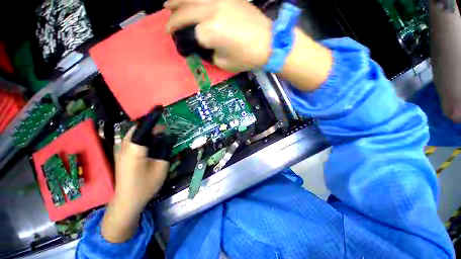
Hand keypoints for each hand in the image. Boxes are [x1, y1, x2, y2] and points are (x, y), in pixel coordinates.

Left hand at [102, 106, 173, 242]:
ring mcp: (122, 151)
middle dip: (151, 125)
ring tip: (161, 135)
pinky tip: (152, 144)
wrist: (127, 201)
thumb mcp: (161, 166)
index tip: (160, 108)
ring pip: (135, 134)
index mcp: (135, 149)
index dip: (153, 116)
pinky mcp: (122, 156)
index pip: (145, 127)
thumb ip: (165, 149)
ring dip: (148, 132)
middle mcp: (125, 147)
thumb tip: (169, 136)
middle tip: (165, 128)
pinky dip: (144, 138)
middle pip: (138, 129)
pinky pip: (133, 141)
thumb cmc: (145, 185)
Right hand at [165, 0, 332, 90]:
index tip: (179, 46)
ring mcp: (219, 0)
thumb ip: (208, 53)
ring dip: (177, 1)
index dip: (181, 42)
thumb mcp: (223, 62)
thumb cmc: (246, 57)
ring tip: (168, 5)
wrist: (268, 43)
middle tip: (168, 27)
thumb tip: (199, 46)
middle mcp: (210, 11)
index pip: (187, 35)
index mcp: (209, 32)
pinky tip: (189, 0)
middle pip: (184, 12)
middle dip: (173, 20)